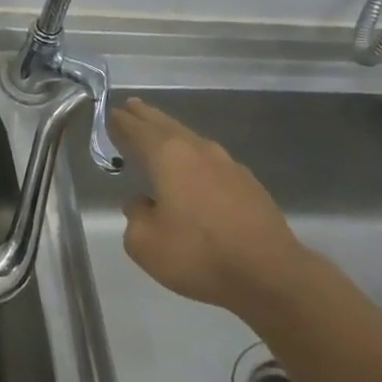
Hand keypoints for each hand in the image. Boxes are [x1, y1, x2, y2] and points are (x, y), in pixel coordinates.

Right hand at [111, 98, 310, 320]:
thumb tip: (142, 203)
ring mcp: (227, 164)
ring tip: (159, 134)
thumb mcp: (145, 243)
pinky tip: (195, 170)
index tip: (111, 114)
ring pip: (190, 139)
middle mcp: (197, 150)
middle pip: (164, 124)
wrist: (271, 275)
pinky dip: (194, 157)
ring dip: (171, 133)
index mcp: (167, 155)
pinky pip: (211, 160)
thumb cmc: (199, 254)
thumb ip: (135, 216)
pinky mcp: (248, 183)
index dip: (121, 122)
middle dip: (145, 116)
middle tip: (131, 106)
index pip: (136, 129)